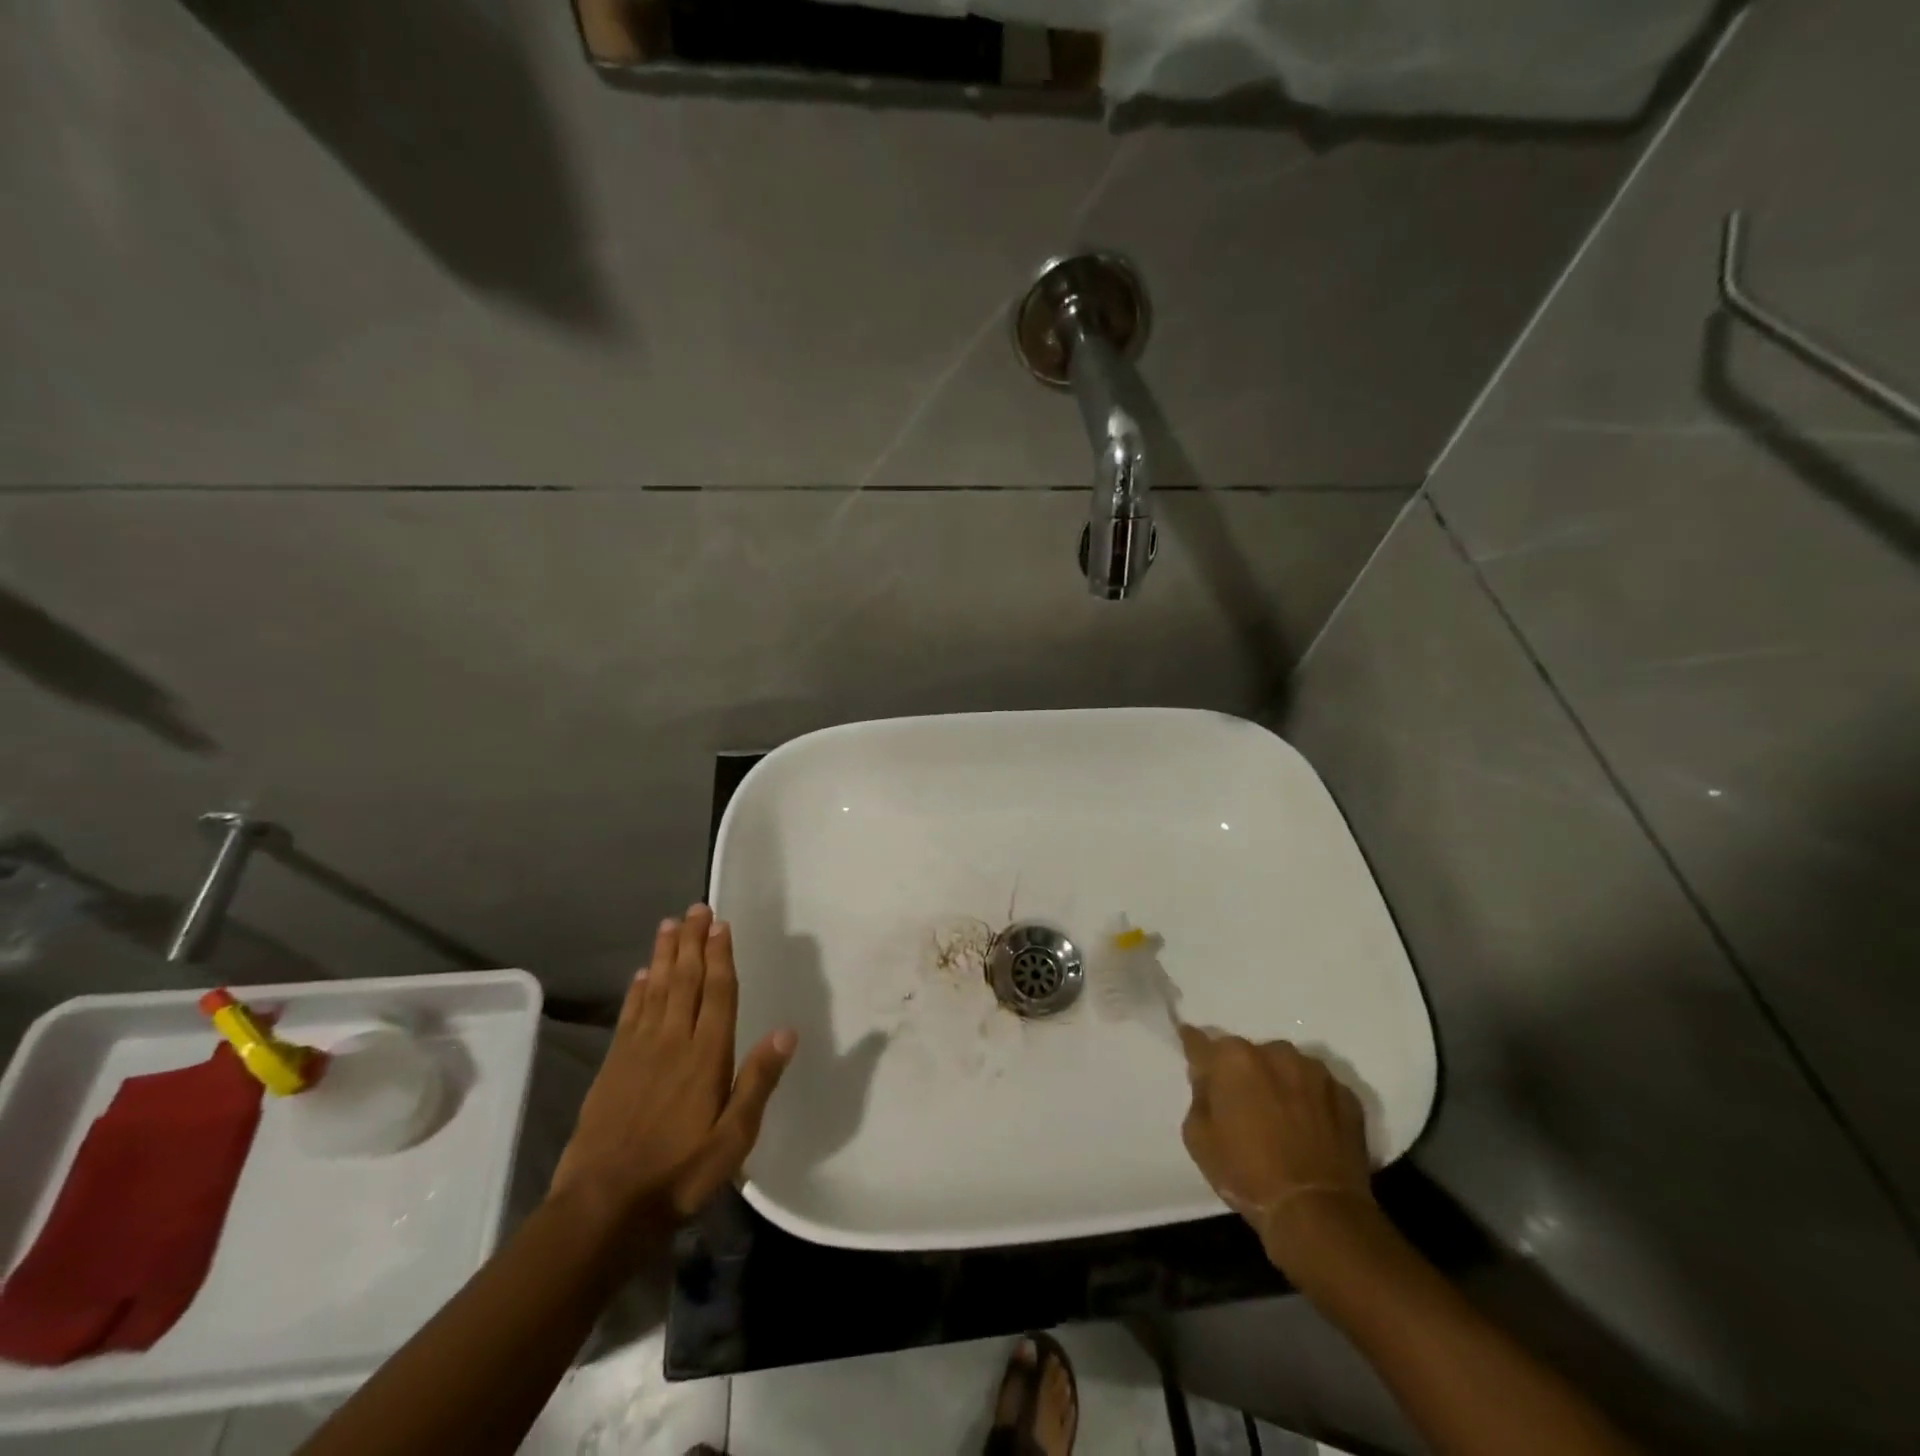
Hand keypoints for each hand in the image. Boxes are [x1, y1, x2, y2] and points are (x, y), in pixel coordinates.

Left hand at [550, 905, 795, 1237]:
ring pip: (655, 990)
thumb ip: (758, 1082)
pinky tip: (640, 976)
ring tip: (669, 925)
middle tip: (696, 908)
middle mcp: (673, 1042)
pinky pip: (629, 1016)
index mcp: (707, 1056)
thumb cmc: (679, 1174)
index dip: (720, 956)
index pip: (717, 993)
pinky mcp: (612, 1067)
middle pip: (685, 981)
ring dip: (664, 956)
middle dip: (692, 942)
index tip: (721, 925)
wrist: (602, 1208)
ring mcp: (638, 1052)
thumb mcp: (734, 1139)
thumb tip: (787, 1031)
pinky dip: (636, 991)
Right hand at [1178, 1029, 1376, 1270]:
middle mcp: (1274, 1052)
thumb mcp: (1198, 1139)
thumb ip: (1200, 1098)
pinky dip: (1311, 1102)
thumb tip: (1210, 1083)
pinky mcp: (1347, 1095)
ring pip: (1286, 1067)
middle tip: (1242, 1104)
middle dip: (1242, 1072)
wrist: (1319, 1213)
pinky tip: (1310, 1131)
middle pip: (1248, 1054)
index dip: (1193, 1045)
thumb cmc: (1247, 1175)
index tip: (1190, 1046)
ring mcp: (1315, 1071)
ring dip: (1279, 1083)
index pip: (1200, 1041)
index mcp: (1232, 1058)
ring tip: (1282, 1119)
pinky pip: (1318, 1089)